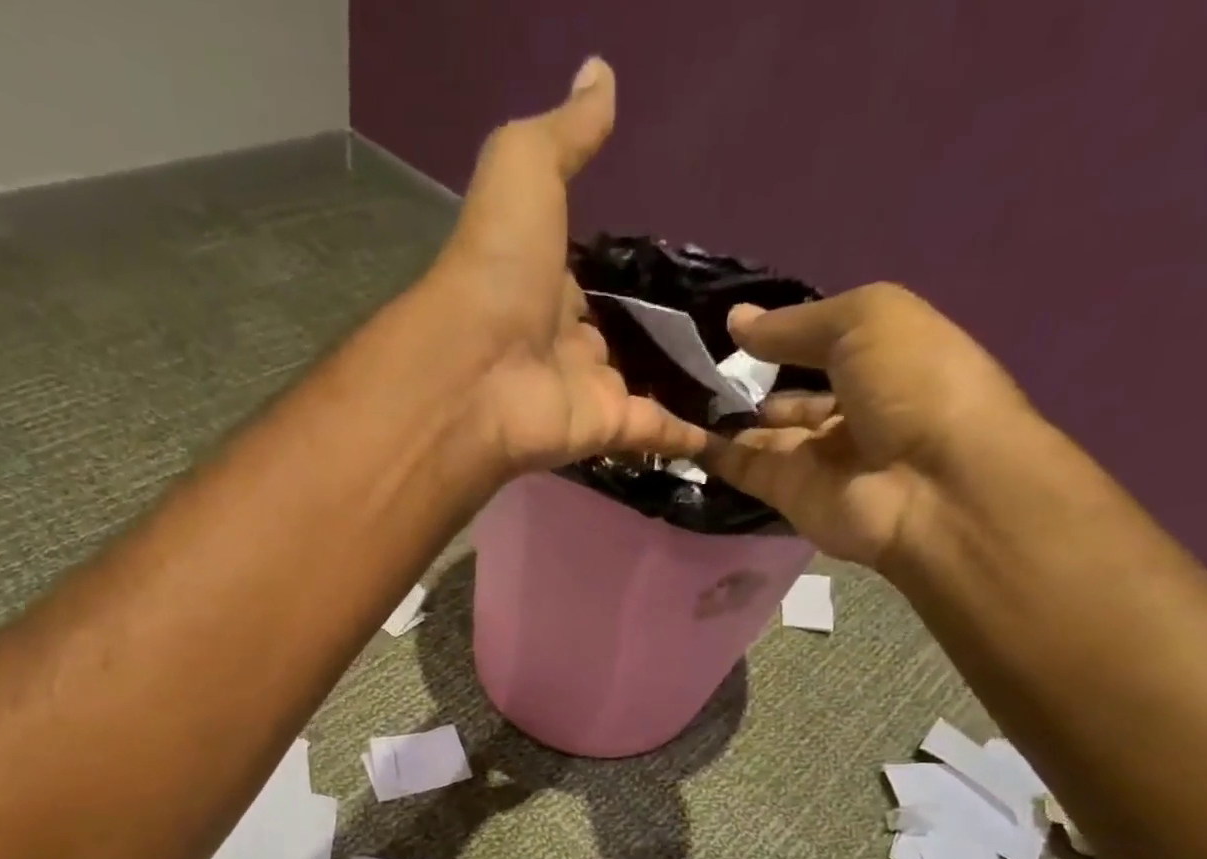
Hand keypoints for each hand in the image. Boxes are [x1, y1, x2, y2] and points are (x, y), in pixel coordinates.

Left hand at [431, 59, 708, 475]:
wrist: (477, 367)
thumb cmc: (497, 265)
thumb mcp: (524, 169)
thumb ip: (566, 134)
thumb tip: (600, 74)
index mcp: (540, 285)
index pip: (578, 282)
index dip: (606, 275)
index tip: (650, 269)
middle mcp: (561, 343)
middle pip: (610, 339)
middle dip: (644, 337)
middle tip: (703, 328)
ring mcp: (584, 391)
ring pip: (638, 388)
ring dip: (674, 386)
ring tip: (730, 376)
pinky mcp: (606, 429)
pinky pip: (654, 432)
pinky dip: (687, 436)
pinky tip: (725, 432)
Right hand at [701, 284, 1034, 564]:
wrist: (932, 485)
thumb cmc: (914, 383)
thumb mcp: (865, 321)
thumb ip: (795, 324)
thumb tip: (735, 321)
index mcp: (883, 362)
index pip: (822, 347)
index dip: (781, 336)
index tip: (727, 327)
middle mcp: (850, 411)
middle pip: (788, 396)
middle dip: (746, 382)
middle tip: (689, 363)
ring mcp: (817, 458)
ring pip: (760, 434)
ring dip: (721, 416)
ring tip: (670, 390)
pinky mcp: (788, 495)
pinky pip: (743, 468)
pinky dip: (710, 453)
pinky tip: (673, 430)